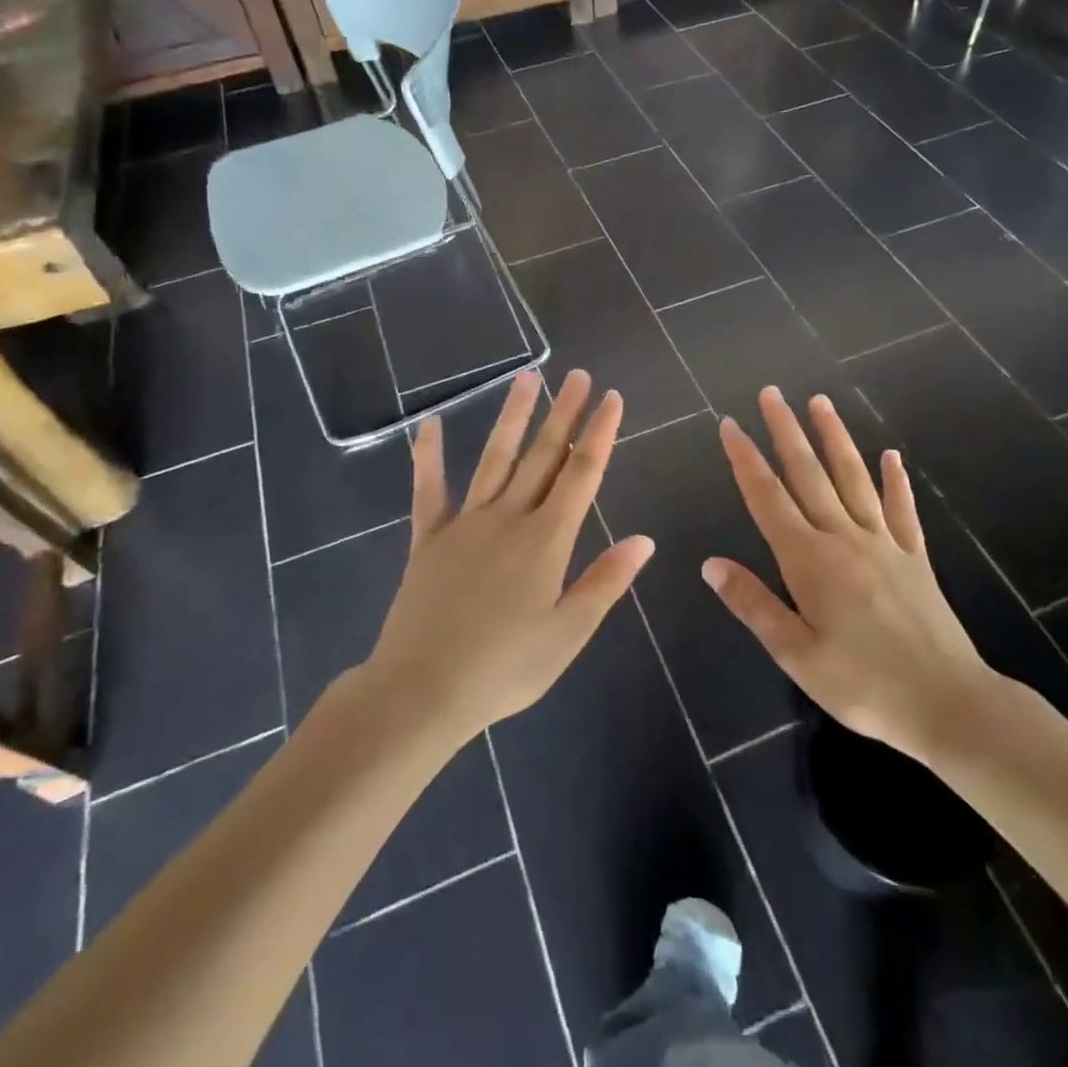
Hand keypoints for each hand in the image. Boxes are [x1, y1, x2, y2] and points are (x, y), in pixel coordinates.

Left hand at [366, 369, 654, 741]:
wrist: (423, 690)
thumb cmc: (505, 669)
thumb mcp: (568, 633)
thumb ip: (605, 582)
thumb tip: (644, 540)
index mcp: (547, 540)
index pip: (582, 474)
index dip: (600, 434)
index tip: (612, 398)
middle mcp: (509, 518)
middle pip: (543, 456)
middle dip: (564, 413)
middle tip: (578, 376)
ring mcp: (465, 523)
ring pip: (495, 459)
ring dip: (513, 418)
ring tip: (528, 378)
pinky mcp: (428, 538)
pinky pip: (429, 490)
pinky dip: (428, 457)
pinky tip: (428, 425)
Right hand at [704, 386, 1005, 756]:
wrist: (949, 704)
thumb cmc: (864, 685)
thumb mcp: (796, 654)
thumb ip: (753, 604)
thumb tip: (710, 564)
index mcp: (809, 561)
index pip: (768, 498)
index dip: (746, 459)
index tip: (731, 425)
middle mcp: (844, 538)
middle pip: (809, 474)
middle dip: (786, 431)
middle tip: (771, 393)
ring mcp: (884, 543)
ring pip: (853, 478)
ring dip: (835, 438)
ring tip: (820, 402)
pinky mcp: (915, 557)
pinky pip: (902, 509)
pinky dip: (895, 480)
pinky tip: (891, 456)